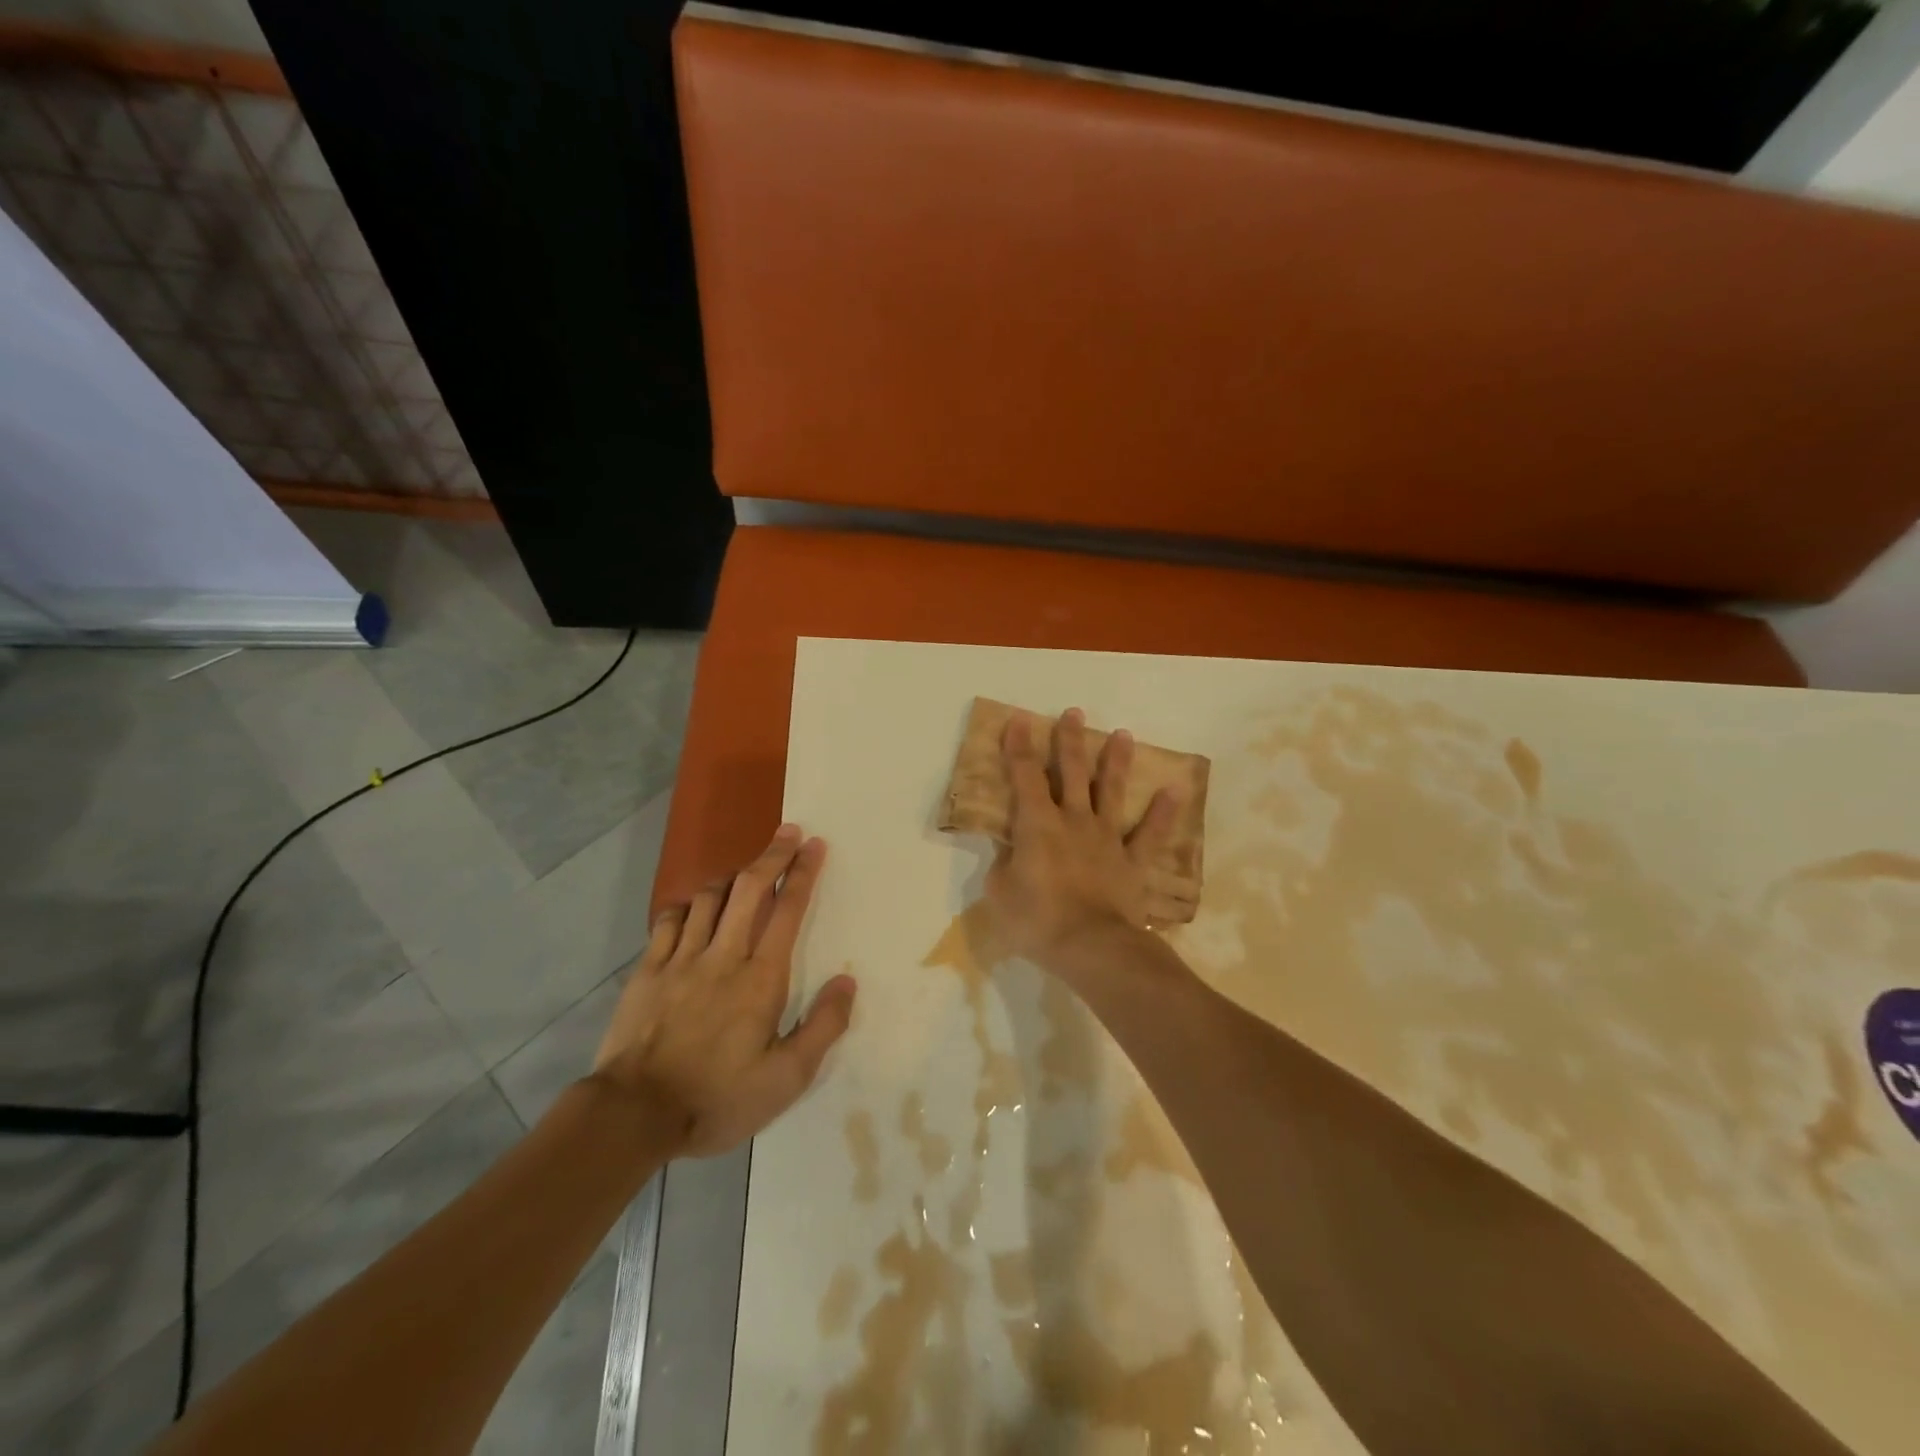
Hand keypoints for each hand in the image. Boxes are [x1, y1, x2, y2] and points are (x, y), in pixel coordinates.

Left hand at [589, 825, 856, 1156]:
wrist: (634, 1115)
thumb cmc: (717, 1098)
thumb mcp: (786, 1079)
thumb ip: (822, 1027)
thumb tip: (847, 982)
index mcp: (760, 978)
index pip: (787, 910)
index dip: (803, 873)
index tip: (815, 845)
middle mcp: (723, 956)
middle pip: (749, 889)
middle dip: (772, 855)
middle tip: (788, 832)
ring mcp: (681, 959)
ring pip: (708, 897)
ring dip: (732, 876)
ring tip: (746, 870)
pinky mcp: (648, 971)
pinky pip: (668, 921)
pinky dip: (687, 904)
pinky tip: (694, 905)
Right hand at [984, 707, 1178, 970]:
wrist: (1092, 946)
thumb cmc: (1037, 920)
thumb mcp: (1000, 893)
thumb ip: (1004, 864)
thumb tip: (1011, 849)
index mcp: (1038, 825)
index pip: (1025, 776)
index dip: (1019, 747)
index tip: (1018, 719)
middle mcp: (1074, 821)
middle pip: (1072, 772)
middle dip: (1070, 740)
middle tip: (1073, 713)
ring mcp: (1107, 839)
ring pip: (1112, 792)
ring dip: (1116, 762)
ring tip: (1124, 735)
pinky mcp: (1132, 862)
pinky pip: (1151, 834)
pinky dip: (1164, 813)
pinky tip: (1176, 790)